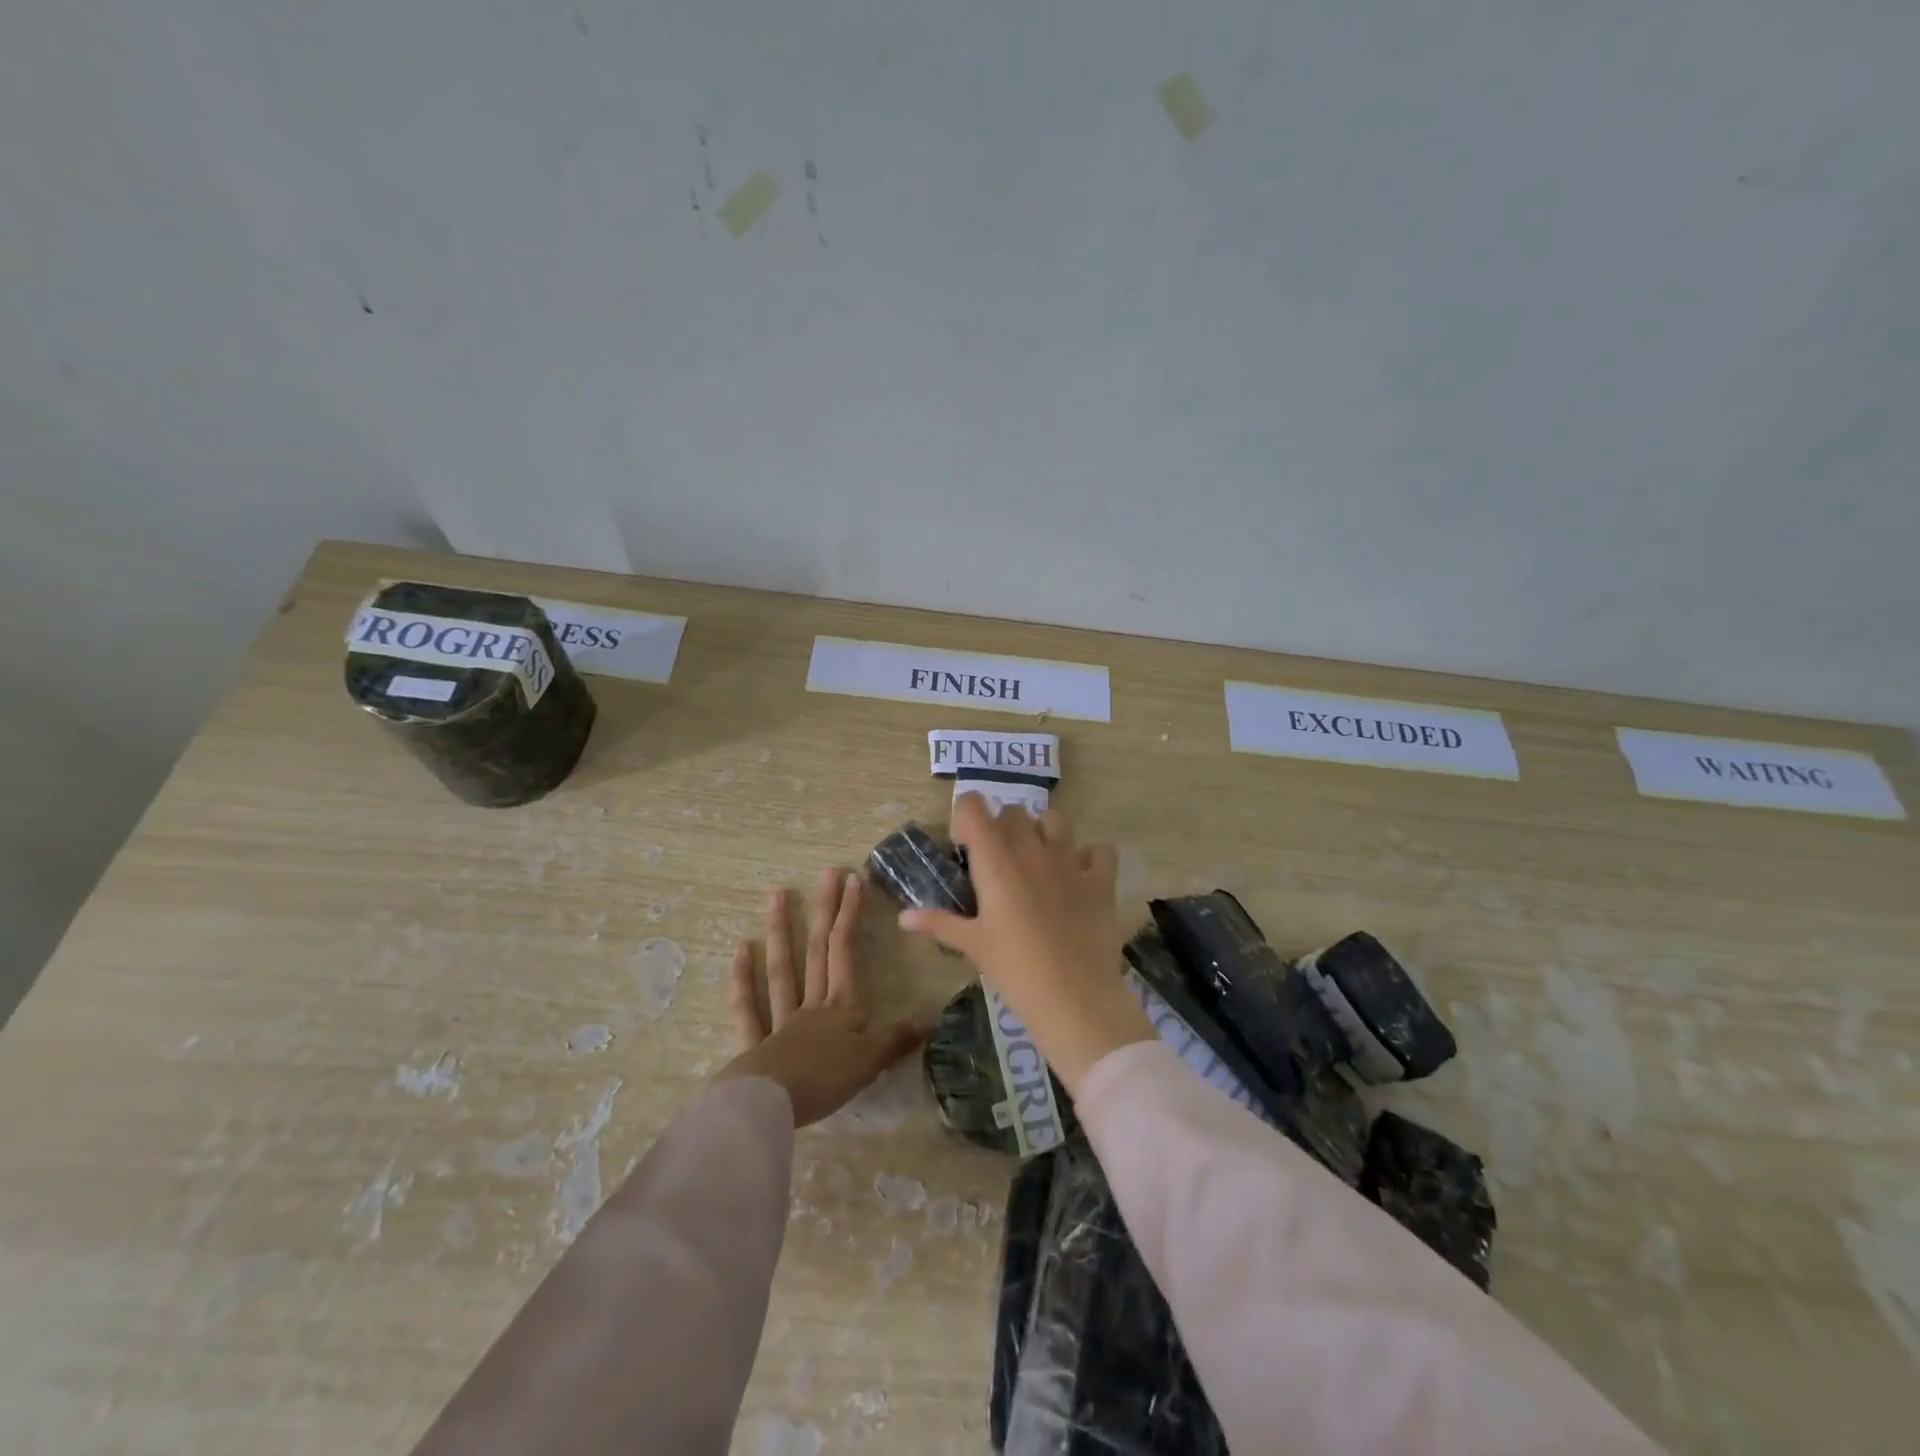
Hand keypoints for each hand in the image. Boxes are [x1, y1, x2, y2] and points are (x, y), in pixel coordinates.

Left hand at [714, 868, 923, 1126]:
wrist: (769, 1107)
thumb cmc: (824, 1081)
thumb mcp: (870, 1063)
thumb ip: (896, 1040)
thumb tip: (928, 1020)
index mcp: (843, 1007)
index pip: (847, 951)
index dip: (851, 915)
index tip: (853, 880)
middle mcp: (813, 1005)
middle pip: (818, 951)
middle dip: (825, 910)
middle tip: (827, 873)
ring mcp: (781, 1021)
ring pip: (782, 969)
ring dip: (781, 931)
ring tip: (777, 894)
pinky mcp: (756, 1045)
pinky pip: (749, 1008)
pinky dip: (744, 980)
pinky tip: (741, 950)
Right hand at [896, 797, 1153, 1092]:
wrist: (1074, 998)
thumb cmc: (1014, 970)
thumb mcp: (972, 946)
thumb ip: (938, 923)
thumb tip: (904, 917)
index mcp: (995, 860)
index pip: (974, 806)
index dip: (965, 817)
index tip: (964, 846)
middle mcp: (1032, 849)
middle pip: (1013, 812)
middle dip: (1002, 827)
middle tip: (997, 862)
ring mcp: (1070, 861)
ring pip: (1055, 819)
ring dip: (1043, 832)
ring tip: (1037, 862)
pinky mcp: (1101, 880)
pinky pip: (1100, 851)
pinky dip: (1090, 857)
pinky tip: (1081, 877)